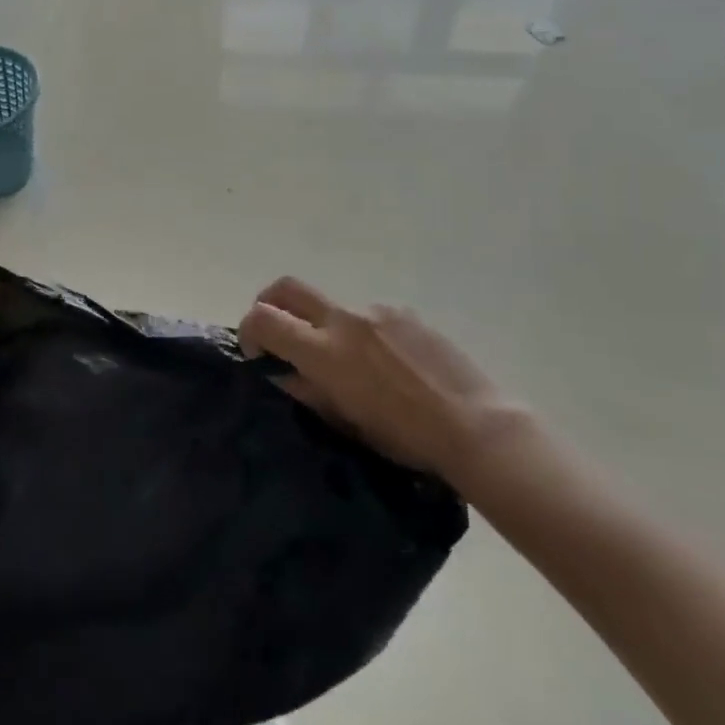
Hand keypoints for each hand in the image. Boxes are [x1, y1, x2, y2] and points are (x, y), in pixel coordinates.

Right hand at [239, 277, 524, 483]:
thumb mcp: (344, 421)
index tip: (257, 354)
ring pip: (331, 306)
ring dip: (323, 326)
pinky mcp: (403, 312)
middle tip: (276, 332)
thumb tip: (281, 372)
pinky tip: (387, 364)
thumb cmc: (405, 437)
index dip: (249, 331)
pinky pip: (368, 315)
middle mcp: (344, 320)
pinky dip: (362, 333)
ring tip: (350, 364)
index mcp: (323, 351)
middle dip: (270, 303)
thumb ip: (306, 390)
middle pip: (287, 288)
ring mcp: (375, 311)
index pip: (263, 318)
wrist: (476, 425)